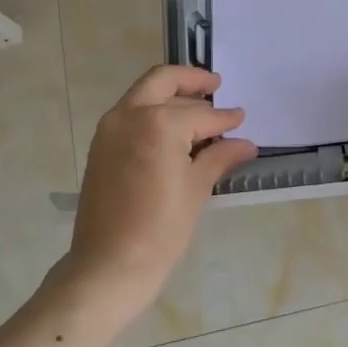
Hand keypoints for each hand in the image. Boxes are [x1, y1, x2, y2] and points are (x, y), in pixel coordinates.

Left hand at [59, 65, 256, 320]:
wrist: (109, 266)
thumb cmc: (160, 230)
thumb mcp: (196, 189)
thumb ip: (220, 157)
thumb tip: (245, 143)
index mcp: (158, 123)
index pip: (201, 114)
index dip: (225, 118)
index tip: (241, 118)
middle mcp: (130, 114)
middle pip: (163, 81)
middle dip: (191, 80)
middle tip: (215, 85)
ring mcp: (111, 128)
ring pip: (144, 93)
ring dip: (171, 93)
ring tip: (198, 106)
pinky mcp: (101, 144)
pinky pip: (131, 113)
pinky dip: (153, 110)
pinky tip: (174, 128)